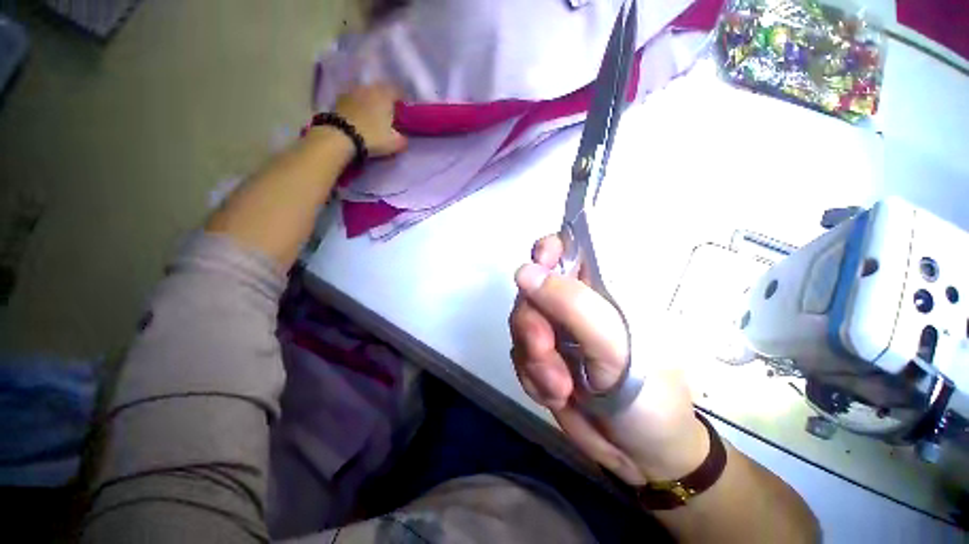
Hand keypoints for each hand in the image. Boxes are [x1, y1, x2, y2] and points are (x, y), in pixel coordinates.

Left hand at [333, 84, 407, 157]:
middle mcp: (370, 88)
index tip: (406, 111)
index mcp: (385, 95)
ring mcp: (353, 91)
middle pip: (382, 90)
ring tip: (375, 116)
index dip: (404, 101)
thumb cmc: (372, 137)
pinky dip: (360, 106)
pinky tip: (361, 117)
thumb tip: (403, 136)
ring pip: (368, 93)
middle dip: (387, 100)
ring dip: (372, 102)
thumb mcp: (395, 143)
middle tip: (391, 114)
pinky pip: (355, 99)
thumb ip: (403, 139)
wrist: (340, 137)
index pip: (399, 91)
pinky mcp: (340, 99)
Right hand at [510, 235, 708, 485]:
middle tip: (545, 349)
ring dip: (534, 358)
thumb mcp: (616, 346)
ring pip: (520, 325)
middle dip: (532, 323)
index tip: (536, 266)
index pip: (569, 249)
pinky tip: (556, 395)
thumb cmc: (647, 394)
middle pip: (531, 291)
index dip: (547, 250)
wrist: (641, 453)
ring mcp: (555, 331)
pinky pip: (519, 356)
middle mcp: (573, 305)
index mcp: (601, 289)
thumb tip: (525, 271)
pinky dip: (533, 378)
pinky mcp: (542, 358)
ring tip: (560, 387)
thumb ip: (572, 305)